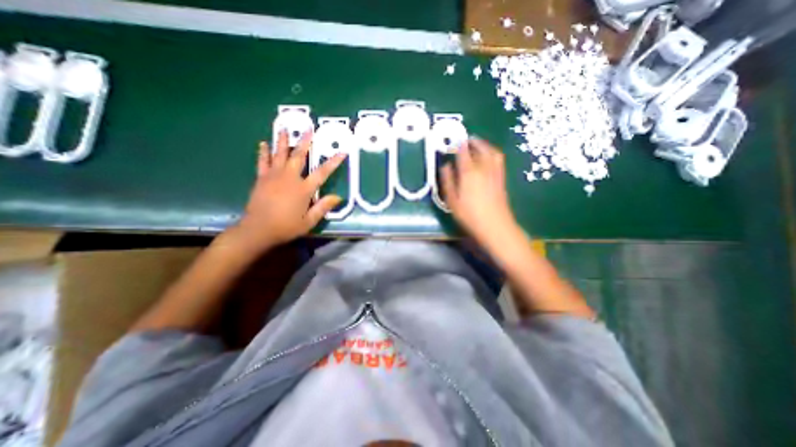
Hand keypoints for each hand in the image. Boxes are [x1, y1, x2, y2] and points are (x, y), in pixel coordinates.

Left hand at [226, 130, 347, 253]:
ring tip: (285, 128)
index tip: (341, 152)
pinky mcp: (262, 178)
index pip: (322, 173)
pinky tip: (263, 144)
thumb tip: (338, 197)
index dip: (333, 162)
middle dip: (305, 142)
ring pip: (280, 154)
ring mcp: (274, 176)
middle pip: (299, 156)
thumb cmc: (286, 227)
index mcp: (303, 189)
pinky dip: (263, 152)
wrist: (258, 230)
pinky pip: (263, 162)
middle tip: (309, 129)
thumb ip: (323, 207)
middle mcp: (290, 178)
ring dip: (283, 141)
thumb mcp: (309, 221)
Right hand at [438, 138, 520, 250]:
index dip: (457, 145)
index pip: (463, 151)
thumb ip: (447, 180)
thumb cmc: (469, 214)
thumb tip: (445, 166)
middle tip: (465, 140)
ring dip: (484, 144)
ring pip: (491, 151)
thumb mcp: (451, 200)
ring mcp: (495, 171)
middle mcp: (483, 167)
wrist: (494, 225)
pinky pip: (498, 158)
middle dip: (472, 142)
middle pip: (479, 147)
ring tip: (477, 144)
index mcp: (469, 172)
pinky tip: (488, 156)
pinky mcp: (501, 177)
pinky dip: (492, 152)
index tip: (452, 143)